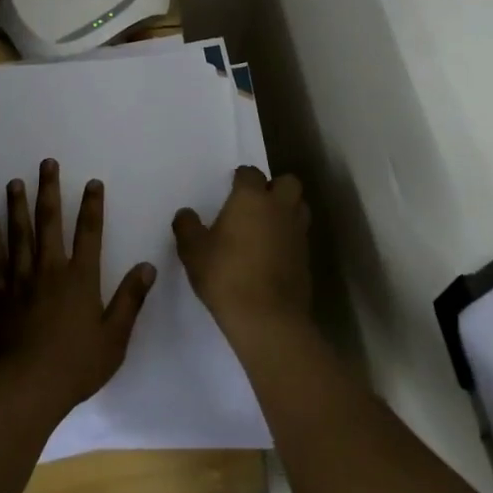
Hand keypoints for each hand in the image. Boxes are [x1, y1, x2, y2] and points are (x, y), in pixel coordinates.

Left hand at [0, 159, 154, 419]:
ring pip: (19, 232)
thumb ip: (130, 299)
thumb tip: (147, 266)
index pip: (89, 232)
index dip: (92, 205)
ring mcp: (21, 279)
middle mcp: (50, 268)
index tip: (92, 182)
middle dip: (50, 189)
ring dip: (18, 205)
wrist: (28, 386)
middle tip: (47, 162)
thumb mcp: (115, 337)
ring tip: (15, 181)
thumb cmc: (76, 365)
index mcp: (80, 277)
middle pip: (50, 221)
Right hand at [173, 166, 310, 338]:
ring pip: (300, 207)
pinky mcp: (306, 259)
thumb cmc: (226, 276)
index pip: (251, 173)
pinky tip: (273, 253)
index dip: (241, 178)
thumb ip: (187, 227)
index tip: (231, 187)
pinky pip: (300, 236)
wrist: (268, 320)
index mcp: (251, 198)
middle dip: (275, 187)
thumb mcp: (193, 251)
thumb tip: (186, 214)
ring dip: (287, 210)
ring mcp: (297, 234)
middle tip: (256, 203)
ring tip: (267, 225)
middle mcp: (279, 209)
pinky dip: (289, 238)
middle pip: (288, 182)